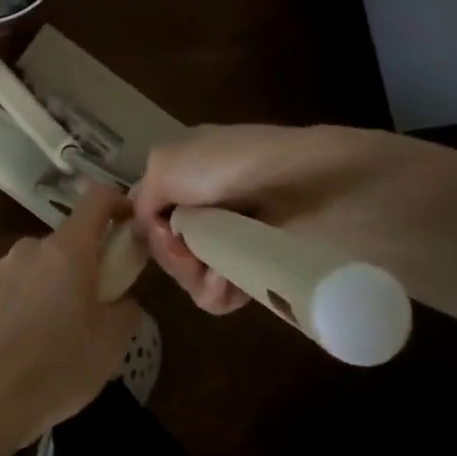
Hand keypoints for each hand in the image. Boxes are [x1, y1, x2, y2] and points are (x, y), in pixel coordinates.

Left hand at [0, 184, 141, 446]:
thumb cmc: (58, 366)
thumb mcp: (111, 343)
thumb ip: (125, 308)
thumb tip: (120, 299)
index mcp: (66, 249)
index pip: (96, 198)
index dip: (118, 203)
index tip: (131, 225)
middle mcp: (30, 248)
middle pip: (68, 242)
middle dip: (86, 265)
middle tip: (97, 307)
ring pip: (40, 267)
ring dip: (55, 287)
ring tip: (60, 336)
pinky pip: (16, 290)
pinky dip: (29, 305)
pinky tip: (29, 347)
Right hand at [132, 123, 448, 314]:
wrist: (314, 189)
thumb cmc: (231, 166)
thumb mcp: (167, 162)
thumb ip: (143, 196)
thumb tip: (152, 232)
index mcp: (188, 167)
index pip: (151, 207)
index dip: (148, 225)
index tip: (156, 233)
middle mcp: (209, 201)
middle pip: (168, 243)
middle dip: (171, 253)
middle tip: (189, 251)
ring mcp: (235, 237)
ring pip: (190, 272)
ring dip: (193, 275)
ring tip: (214, 273)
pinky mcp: (259, 269)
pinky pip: (218, 293)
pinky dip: (215, 291)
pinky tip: (225, 285)